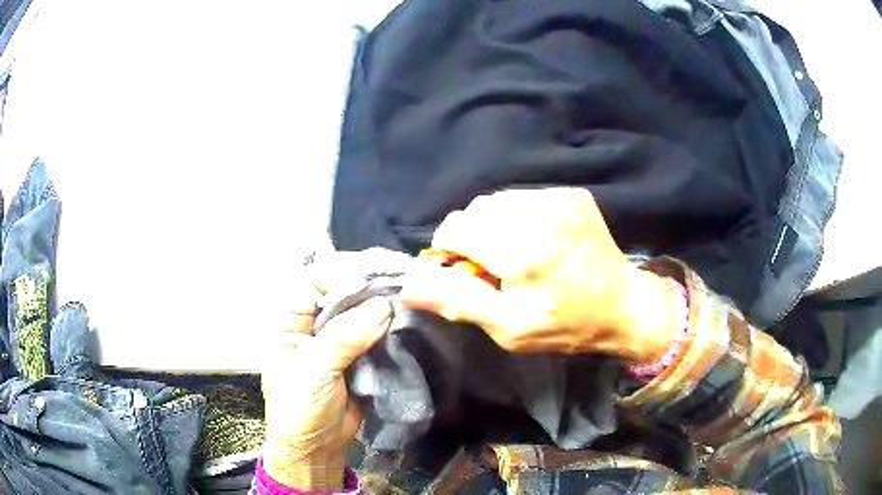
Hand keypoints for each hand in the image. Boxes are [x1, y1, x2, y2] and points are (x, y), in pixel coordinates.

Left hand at [260, 249, 408, 489]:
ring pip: (362, 307)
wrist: (317, 448)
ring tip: (415, 288)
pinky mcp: (360, 353)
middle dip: (371, 280)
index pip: (315, 280)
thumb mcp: (313, 373)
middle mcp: (313, 322)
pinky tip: (411, 313)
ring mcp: (338, 337)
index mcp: (290, 320)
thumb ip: (344, 339)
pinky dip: (393, 322)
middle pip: (342, 289)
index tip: (380, 268)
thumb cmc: (300, 410)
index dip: (345, 270)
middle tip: (406, 273)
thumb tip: (384, 306)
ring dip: (386, 299)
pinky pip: (377, 330)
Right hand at [401, 187, 679, 362]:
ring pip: (497, 200)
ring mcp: (558, 198)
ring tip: (517, 253)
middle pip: (475, 210)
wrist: (623, 305)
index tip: (465, 272)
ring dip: (495, 225)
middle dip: (473, 237)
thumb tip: (408, 284)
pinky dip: (519, 216)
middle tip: (495, 267)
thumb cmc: (564, 325)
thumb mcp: (509, 327)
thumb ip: (457, 301)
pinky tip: (538, 240)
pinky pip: (523, 197)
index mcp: (521, 250)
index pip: (455, 227)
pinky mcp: (571, 193)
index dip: (450, 250)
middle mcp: (539, 213)